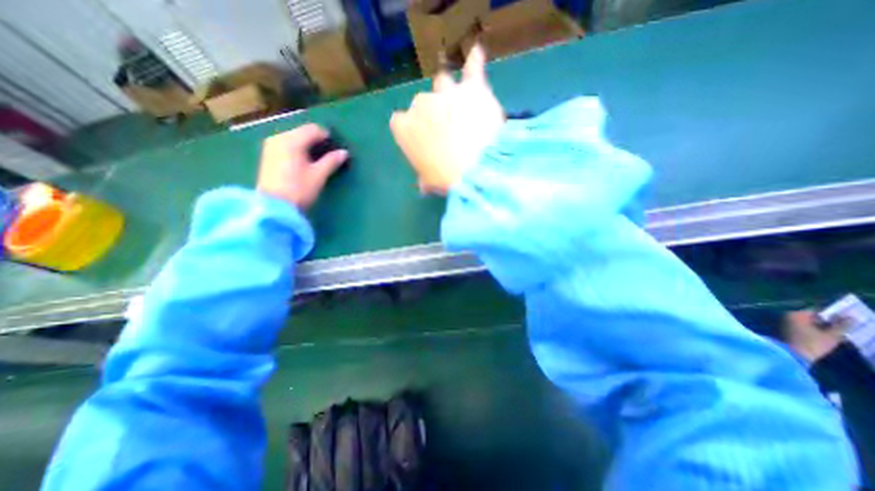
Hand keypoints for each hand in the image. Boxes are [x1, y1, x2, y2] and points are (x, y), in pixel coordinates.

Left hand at [255, 122, 346, 208]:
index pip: (313, 129)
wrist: (274, 207)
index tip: (336, 148)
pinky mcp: (268, 155)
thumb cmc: (299, 189)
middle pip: (302, 132)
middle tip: (328, 154)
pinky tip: (303, 162)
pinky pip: (286, 145)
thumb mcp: (319, 175)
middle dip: (316, 140)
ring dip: (307, 145)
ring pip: (294, 138)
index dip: (327, 136)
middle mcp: (279, 138)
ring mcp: (271, 146)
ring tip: (317, 159)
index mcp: (292, 140)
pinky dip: (297, 149)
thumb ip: (331, 161)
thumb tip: (344, 152)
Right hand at [391, 42, 506, 192]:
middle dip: (432, 114)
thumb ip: (424, 180)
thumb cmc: (446, 179)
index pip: (400, 123)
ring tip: (461, 108)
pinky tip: (476, 56)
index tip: (423, 142)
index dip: (413, 132)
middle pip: (422, 104)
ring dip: (448, 94)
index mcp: (404, 129)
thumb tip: (424, 186)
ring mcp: (445, 93)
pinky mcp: (471, 88)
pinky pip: (472, 68)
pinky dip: (474, 63)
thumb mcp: (430, 183)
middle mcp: (420, 105)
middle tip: (447, 132)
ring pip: (442, 85)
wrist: (476, 169)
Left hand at [783, 308, 843, 362]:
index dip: (832, 315)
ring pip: (806, 322)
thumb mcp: (831, 335)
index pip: (816, 310)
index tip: (847, 319)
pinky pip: (801, 327)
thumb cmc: (812, 344)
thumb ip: (841, 325)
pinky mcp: (784, 330)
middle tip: (844, 327)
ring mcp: (784, 323)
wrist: (792, 354)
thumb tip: (851, 317)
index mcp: (796, 314)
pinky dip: (811, 330)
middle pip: (810, 316)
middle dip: (826, 321)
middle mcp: (787, 316)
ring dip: (819, 326)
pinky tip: (823, 336)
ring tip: (837, 332)